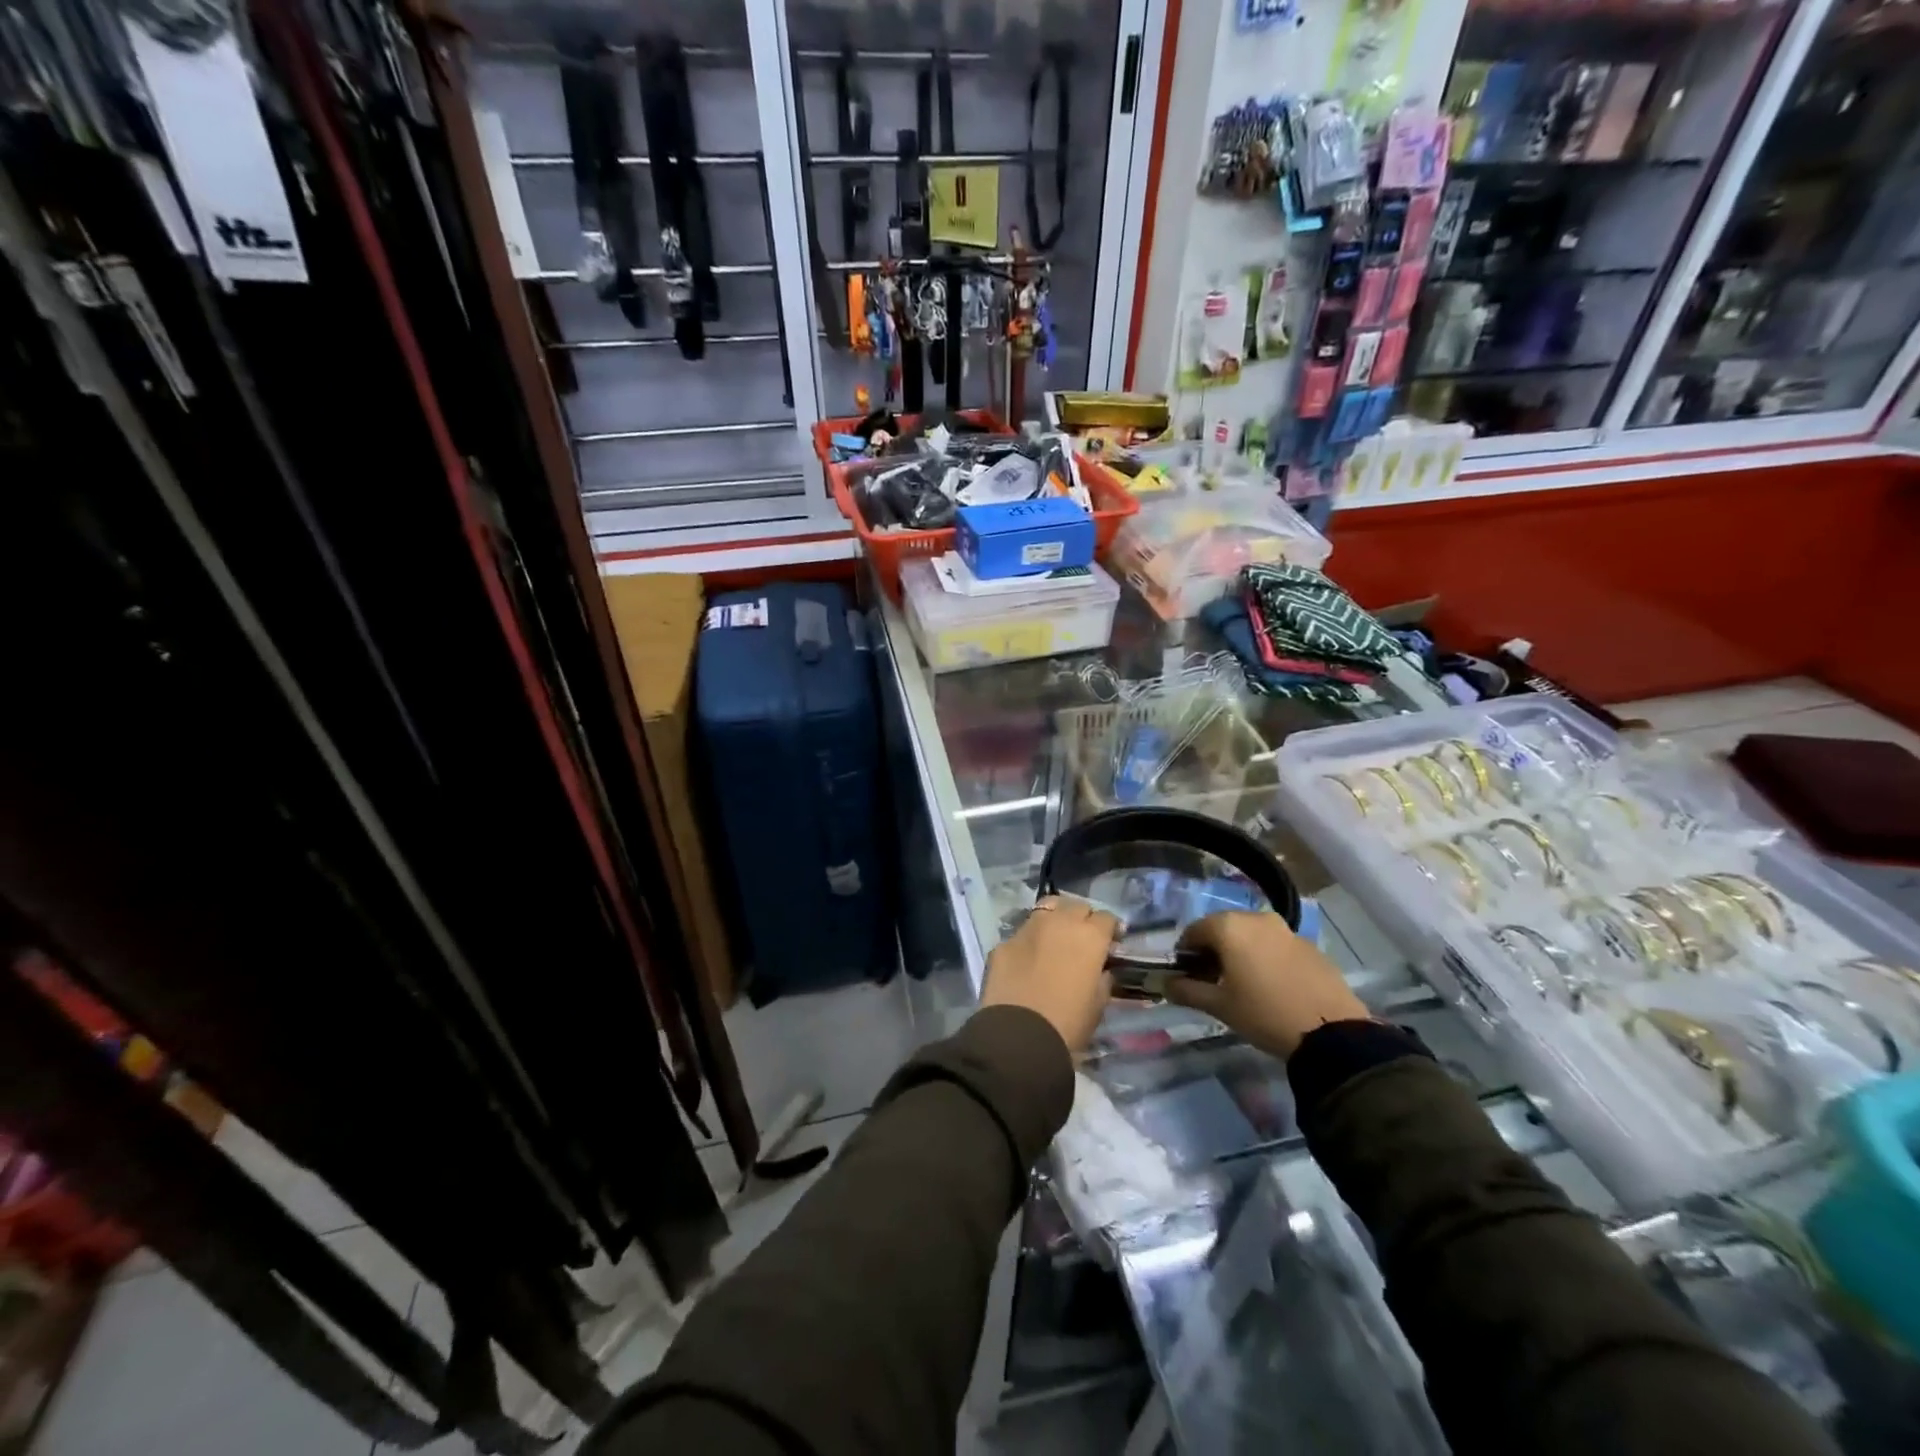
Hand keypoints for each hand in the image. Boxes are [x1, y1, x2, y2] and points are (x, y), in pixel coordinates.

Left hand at [980, 897, 1117, 1053]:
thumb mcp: (1098, 1004)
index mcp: (1089, 936)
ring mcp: (1028, 929)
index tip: (1111, 943)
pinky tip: (1027, 960)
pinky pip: (1022, 934)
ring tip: (1055, 940)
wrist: (1018, 1037)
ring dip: (1055, 920)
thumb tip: (1100, 969)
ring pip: (1046, 910)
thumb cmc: (1068, 1024)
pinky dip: (1029, 942)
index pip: (1106, 918)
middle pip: (1076, 907)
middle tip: (1083, 940)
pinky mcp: (1003, 943)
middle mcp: (1059, 922)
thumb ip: (1102, 978)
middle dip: (1083, 919)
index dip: (1110, 930)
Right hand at [1164, 911, 1370, 1059]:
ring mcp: (1286, 930)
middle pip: (1223, 929)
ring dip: (1240, 952)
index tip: (1187, 976)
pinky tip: (1271, 986)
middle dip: (1213, 951)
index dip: (1185, 953)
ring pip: (1251, 935)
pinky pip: (1275, 945)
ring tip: (1243, 985)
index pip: (1194, 931)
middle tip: (1213, 981)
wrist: (1332, 1032)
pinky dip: (1265, 957)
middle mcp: (1256, 918)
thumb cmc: (1264, 1014)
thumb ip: (1187, 991)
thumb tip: (1166, 984)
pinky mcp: (1309, 945)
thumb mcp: (1220, 1006)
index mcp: (1229, 927)